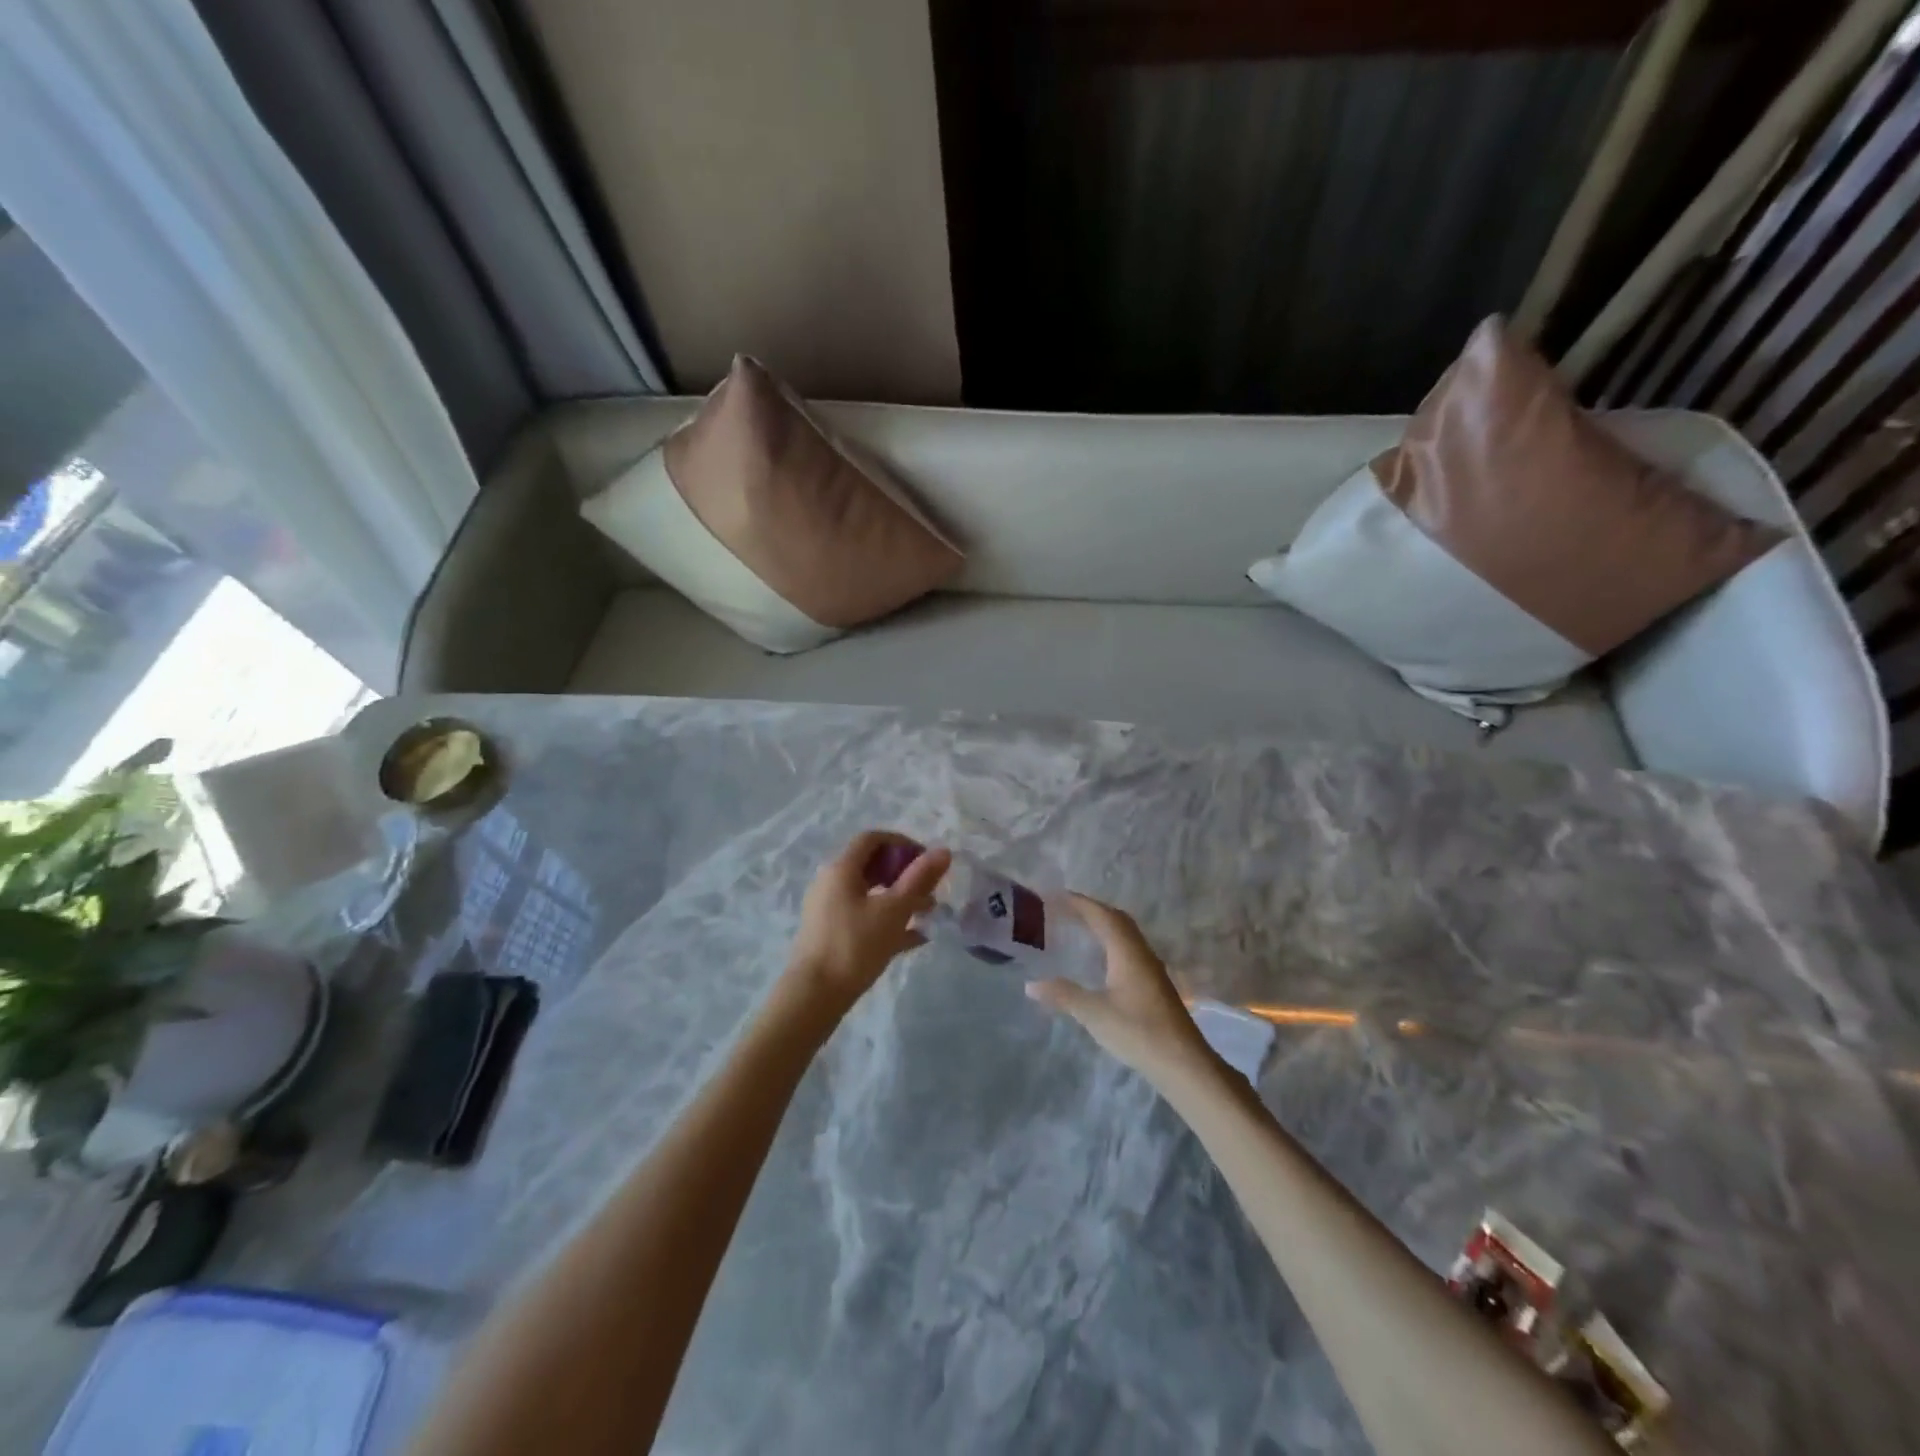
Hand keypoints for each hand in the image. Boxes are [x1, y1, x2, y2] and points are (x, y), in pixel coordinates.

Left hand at [781, 831, 950, 1018]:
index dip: (902, 843)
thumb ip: (919, 879)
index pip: (872, 839)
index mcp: (841, 869)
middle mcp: (831, 883)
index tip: (926, 860)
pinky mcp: (831, 934)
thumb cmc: (854, 946)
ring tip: (929, 913)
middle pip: (871, 865)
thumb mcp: (893, 911)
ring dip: (900, 898)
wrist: (814, 996)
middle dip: (904, 873)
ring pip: (870, 893)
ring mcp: (829, 909)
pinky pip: (864, 916)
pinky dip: (888, 920)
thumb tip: (943, 851)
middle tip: (930, 888)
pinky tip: (916, 938)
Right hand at [1026, 894, 1220, 1088]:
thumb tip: (1030, 985)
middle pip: (1116, 919)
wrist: (1184, 1064)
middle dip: (1090, 909)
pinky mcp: (1154, 984)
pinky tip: (1099, 960)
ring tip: (1077, 928)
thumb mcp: (1094, 1014)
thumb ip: (1063, 995)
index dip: (1079, 903)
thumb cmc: (1138, 1032)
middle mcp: (1141, 953)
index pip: (1102, 915)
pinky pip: (1129, 949)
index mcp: (1127, 952)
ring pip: (1125, 935)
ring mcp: (1151, 968)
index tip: (1054, 896)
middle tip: (1063, 909)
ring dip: (1102, 925)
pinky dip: (1110, 942)